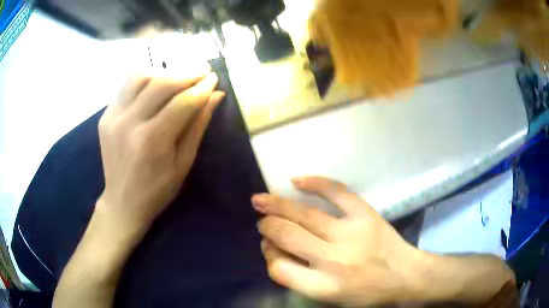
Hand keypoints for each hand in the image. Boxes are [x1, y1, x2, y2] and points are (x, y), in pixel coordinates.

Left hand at [97, 64, 224, 231]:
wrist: (122, 202)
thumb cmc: (157, 190)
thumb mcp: (183, 163)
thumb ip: (197, 125)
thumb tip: (215, 95)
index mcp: (151, 142)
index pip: (182, 102)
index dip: (201, 87)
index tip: (214, 78)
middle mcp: (128, 123)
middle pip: (160, 83)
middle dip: (187, 72)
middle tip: (203, 69)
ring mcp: (112, 116)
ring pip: (140, 76)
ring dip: (164, 71)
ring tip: (179, 75)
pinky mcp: (105, 115)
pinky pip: (127, 85)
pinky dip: (145, 78)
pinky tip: (157, 83)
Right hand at [252, 177, 427, 306]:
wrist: (405, 277)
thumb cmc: (367, 294)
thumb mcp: (330, 298)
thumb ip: (301, 279)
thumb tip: (277, 250)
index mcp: (323, 287)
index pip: (279, 268)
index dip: (269, 255)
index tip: (269, 247)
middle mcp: (332, 260)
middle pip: (286, 236)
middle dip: (267, 226)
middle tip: (261, 220)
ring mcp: (349, 233)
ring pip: (303, 215)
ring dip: (277, 205)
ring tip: (260, 199)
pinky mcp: (365, 214)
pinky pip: (336, 192)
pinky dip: (315, 183)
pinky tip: (296, 181)